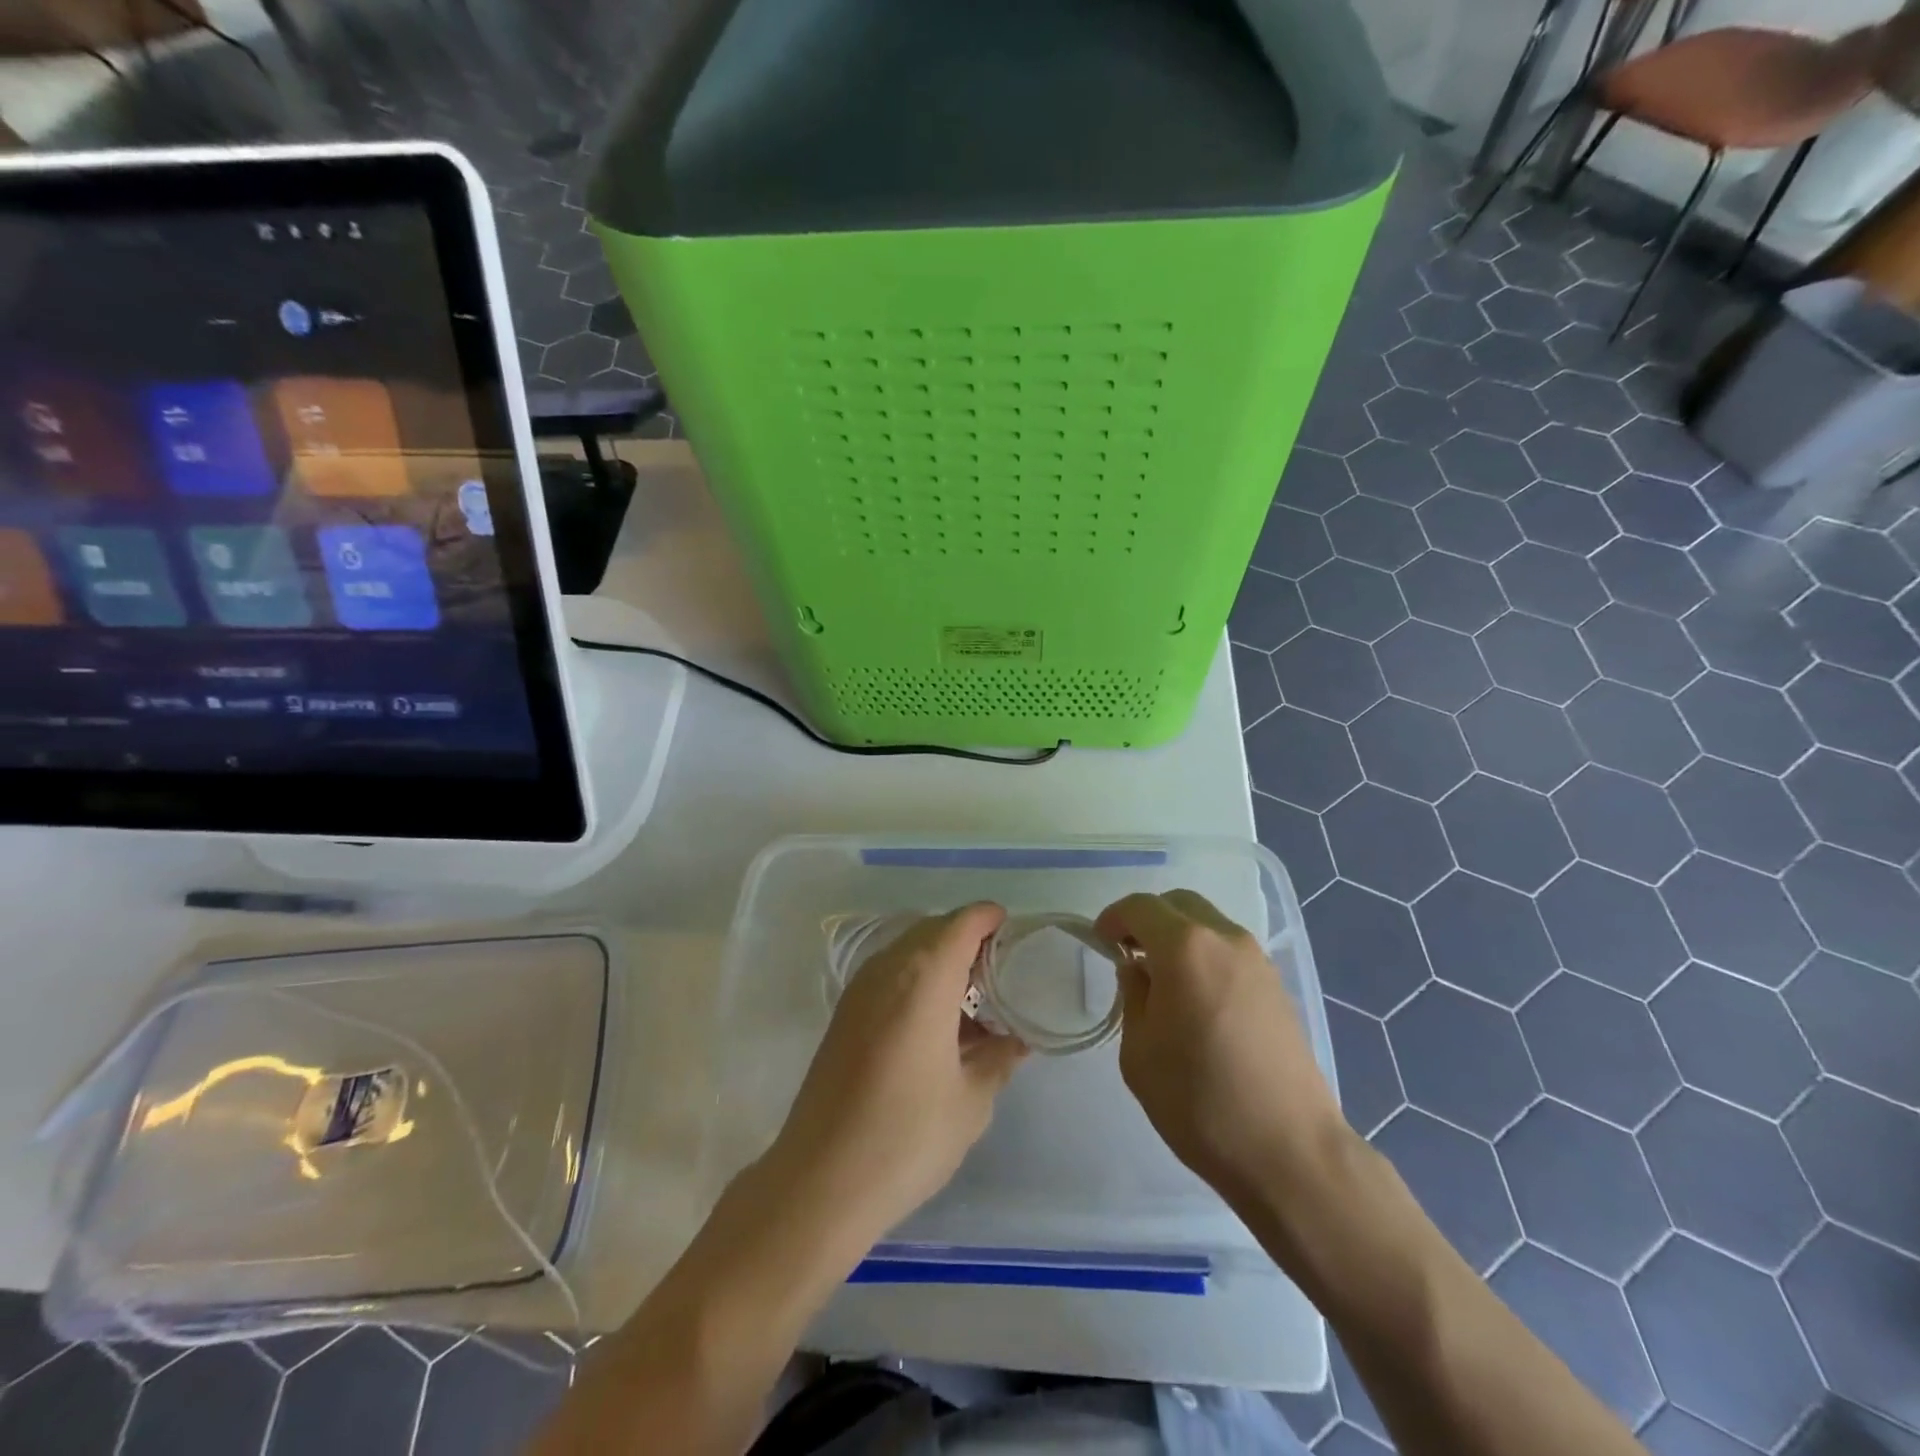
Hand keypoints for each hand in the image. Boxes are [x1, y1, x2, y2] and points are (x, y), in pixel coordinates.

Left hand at [762, 902, 1027, 1245]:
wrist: (820, 1181)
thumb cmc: (907, 1136)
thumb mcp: (971, 1101)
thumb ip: (999, 1058)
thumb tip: (1018, 1039)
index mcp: (924, 977)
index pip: (963, 922)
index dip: (992, 919)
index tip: (1018, 937)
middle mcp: (888, 968)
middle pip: (935, 930)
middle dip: (970, 940)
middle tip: (1003, 973)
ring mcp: (860, 989)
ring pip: (910, 951)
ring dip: (942, 961)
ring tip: (975, 1001)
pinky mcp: (845, 1013)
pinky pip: (891, 975)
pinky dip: (919, 981)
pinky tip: (938, 1024)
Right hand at [1095, 890, 1346, 1205]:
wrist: (1289, 1151)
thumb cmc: (1200, 1101)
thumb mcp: (1139, 1052)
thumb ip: (1133, 997)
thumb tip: (1139, 971)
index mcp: (1186, 948)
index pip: (1140, 907)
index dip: (1113, 918)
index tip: (1101, 943)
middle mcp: (1225, 939)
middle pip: (1178, 905)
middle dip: (1148, 920)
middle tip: (1129, 955)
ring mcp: (1258, 961)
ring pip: (1207, 925)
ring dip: (1179, 937)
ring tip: (1162, 981)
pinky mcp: (1277, 986)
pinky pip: (1229, 951)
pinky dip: (1204, 956)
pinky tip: (1196, 999)